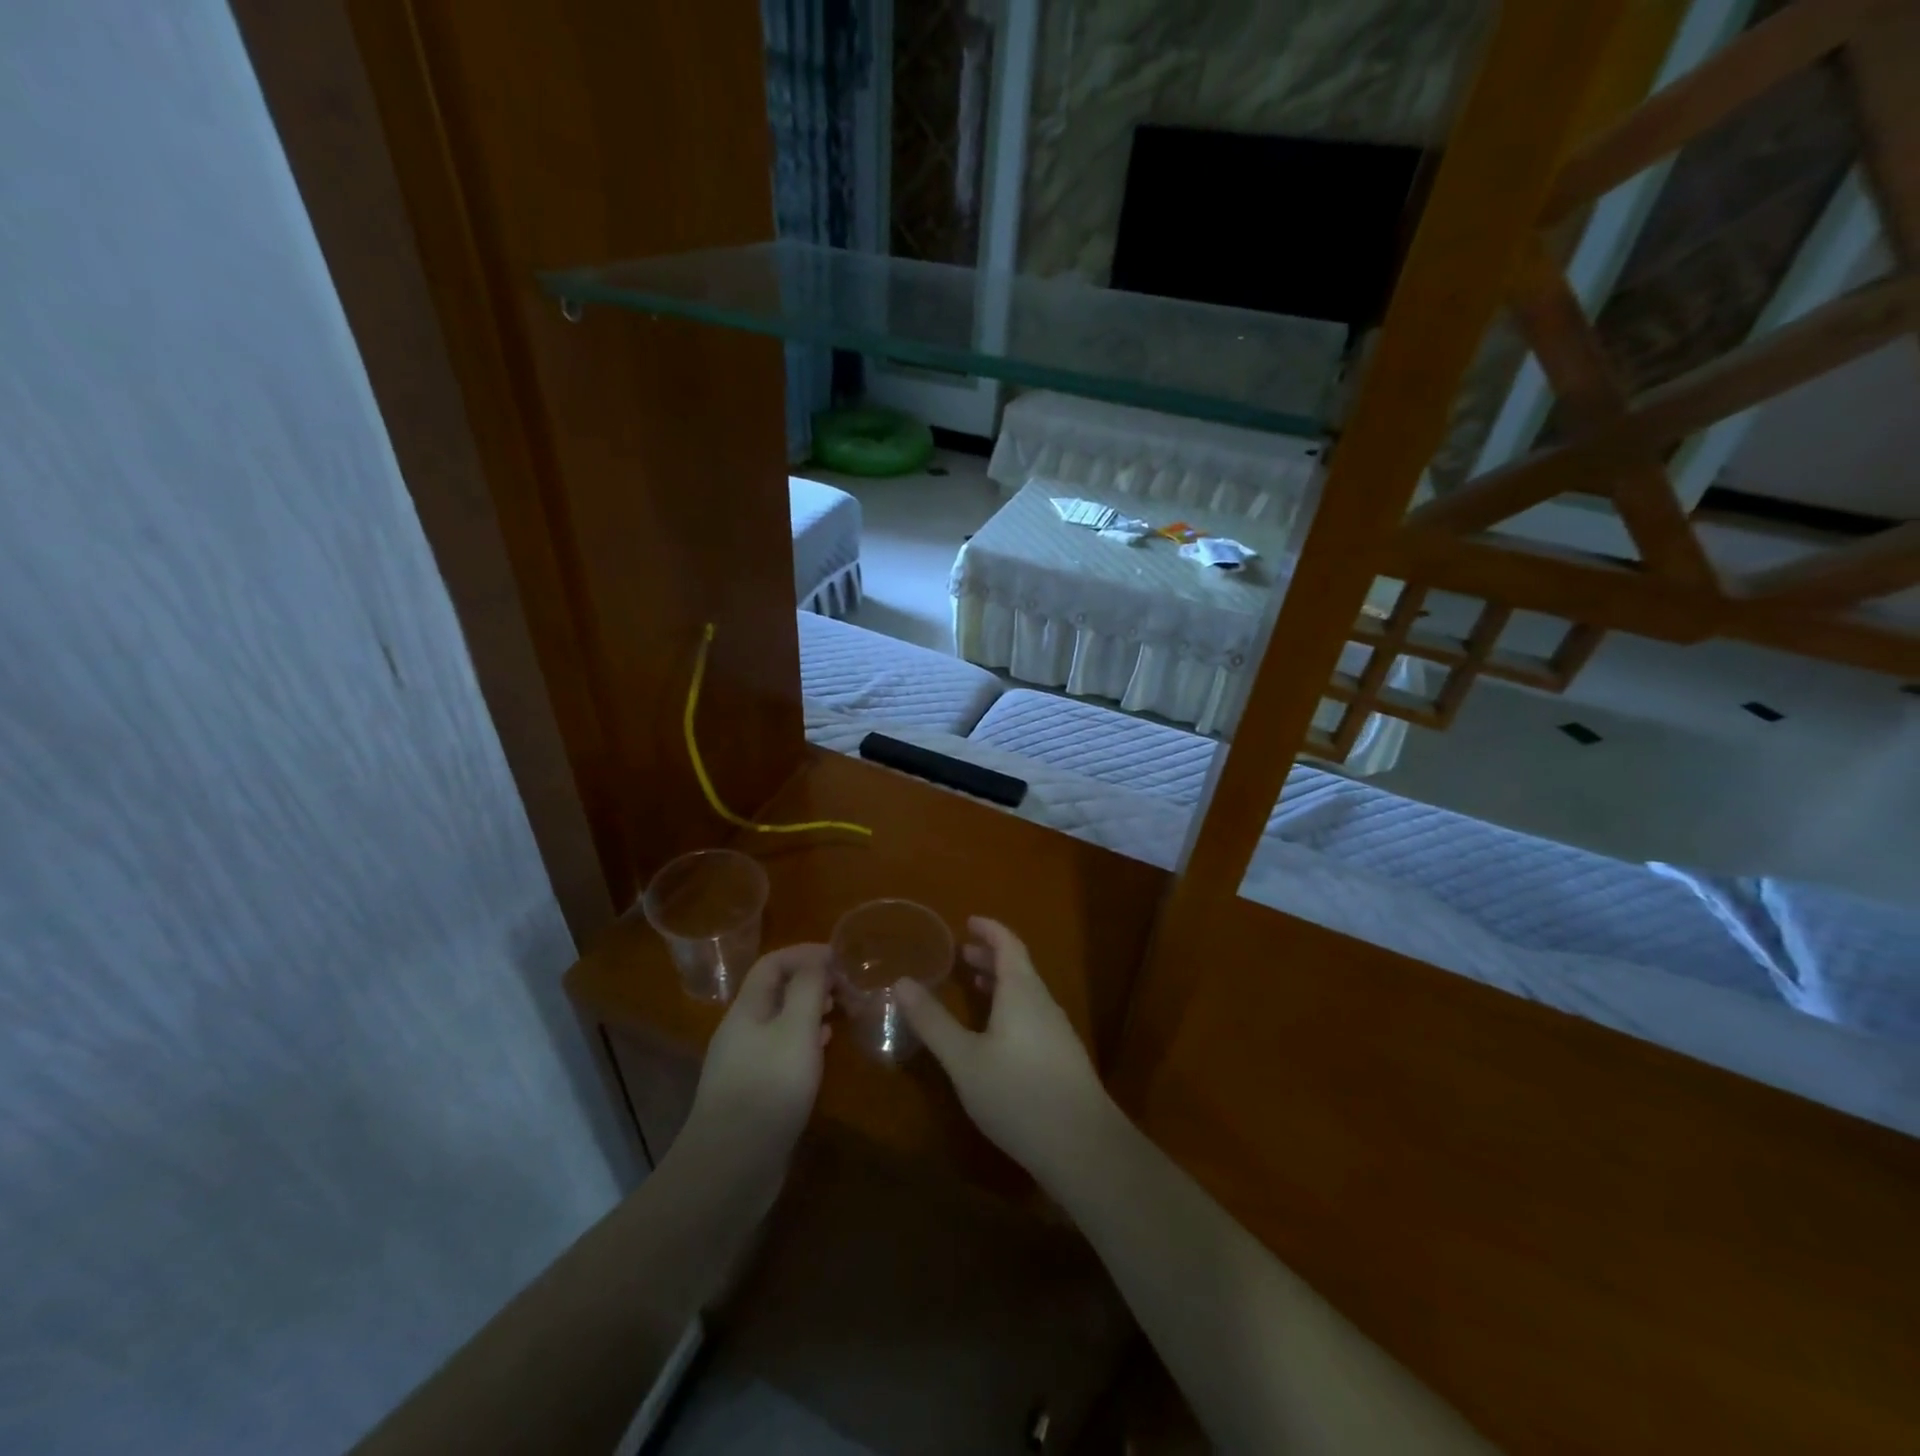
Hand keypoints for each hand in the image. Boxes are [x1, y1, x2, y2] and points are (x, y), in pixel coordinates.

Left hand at [676, 943, 832, 1192]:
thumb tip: (818, 960)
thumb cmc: (768, 1089)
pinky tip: (824, 1050)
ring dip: (811, 1009)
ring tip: (842, 1011)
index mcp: (747, 1009)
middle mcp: (742, 1030)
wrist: (730, 1169)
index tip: (841, 958)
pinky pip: (782, 1049)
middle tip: (847, 986)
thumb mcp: (796, 1030)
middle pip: (776, 990)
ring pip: (781, 1020)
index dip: (806, 953)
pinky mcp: (754, 1091)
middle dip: (812, 980)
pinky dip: (806, 1039)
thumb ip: (809, 989)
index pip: (773, 963)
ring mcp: (745, 1063)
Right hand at [895, 917, 1119, 1187]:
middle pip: (1019, 967)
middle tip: (961, 955)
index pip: (1008, 944)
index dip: (989, 930)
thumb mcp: (964, 1059)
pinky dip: (1011, 1007)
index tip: (968, 922)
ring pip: (1027, 993)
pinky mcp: (1063, 1058)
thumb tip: (902, 983)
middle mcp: (1044, 1003)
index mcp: (1022, 992)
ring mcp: (1058, 1031)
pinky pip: (1033, 1014)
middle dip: (990, 956)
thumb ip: (933, 1021)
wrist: (1083, 1146)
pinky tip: (997, 1034)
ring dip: (1001, 983)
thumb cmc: (1018, 1094)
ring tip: (975, 986)